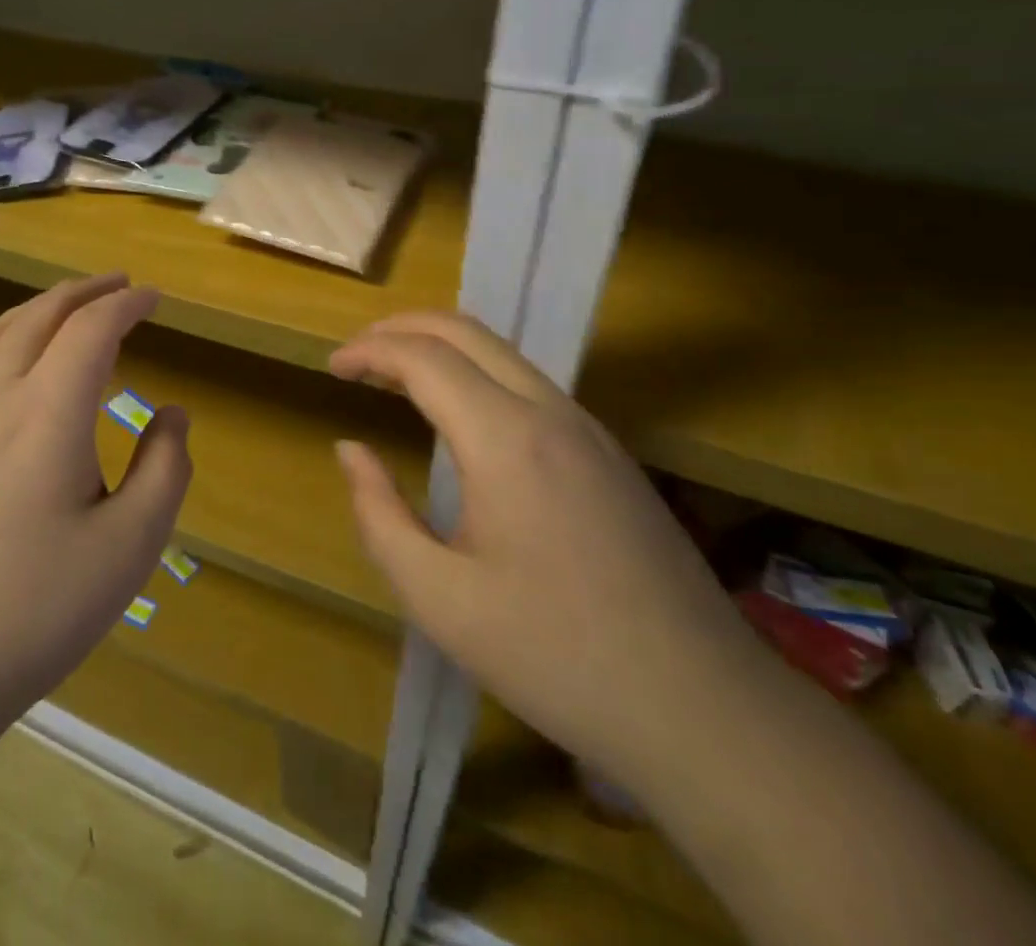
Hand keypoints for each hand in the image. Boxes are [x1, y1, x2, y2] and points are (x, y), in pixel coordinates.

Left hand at [0, 274, 192, 718]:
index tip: (155, 298)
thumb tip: (172, 413)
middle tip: (121, 286)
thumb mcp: (130, 547)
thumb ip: (165, 468)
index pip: (92, 328)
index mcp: (47, 410)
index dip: (127, 304)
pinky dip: (10, 335)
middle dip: (85, 291)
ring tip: (74, 307)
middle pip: (41, 314)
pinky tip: (19, 361)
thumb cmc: (33, 610)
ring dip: (43, 306)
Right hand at [330, 311, 768, 782]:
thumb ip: (379, 514)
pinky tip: (461, 415)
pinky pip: (530, 384)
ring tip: (396, 376)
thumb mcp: (439, 599)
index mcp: (505, 439)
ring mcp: (589, 428)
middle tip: (357, 355)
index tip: (332, 368)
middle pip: (466, 331)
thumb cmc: (555, 656)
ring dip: (442, 347)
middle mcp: (550, 412)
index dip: (370, 351)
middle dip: (402, 328)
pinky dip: (478, 373)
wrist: (702, 708)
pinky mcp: (609, 452)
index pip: (423, 357)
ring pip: (503, 352)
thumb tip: (351, 449)